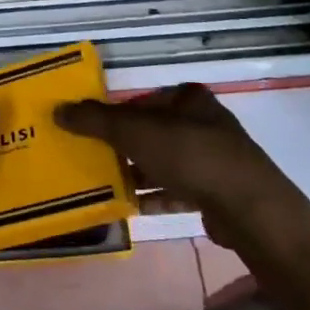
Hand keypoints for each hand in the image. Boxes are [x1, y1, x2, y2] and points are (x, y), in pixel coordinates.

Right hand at [55, 84, 309, 256]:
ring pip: (165, 162)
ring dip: (139, 173)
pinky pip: (178, 190)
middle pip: (153, 132)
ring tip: (107, 184)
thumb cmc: (191, 156)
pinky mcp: (219, 192)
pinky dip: (156, 196)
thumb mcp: (135, 132)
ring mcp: (215, 159)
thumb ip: (95, 120)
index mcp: (189, 99)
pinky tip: (133, 207)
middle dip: (125, 146)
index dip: (116, 114)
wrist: (251, 210)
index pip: (143, 100)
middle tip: (94, 158)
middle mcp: (205, 123)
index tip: (91, 131)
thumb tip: (58, 110)